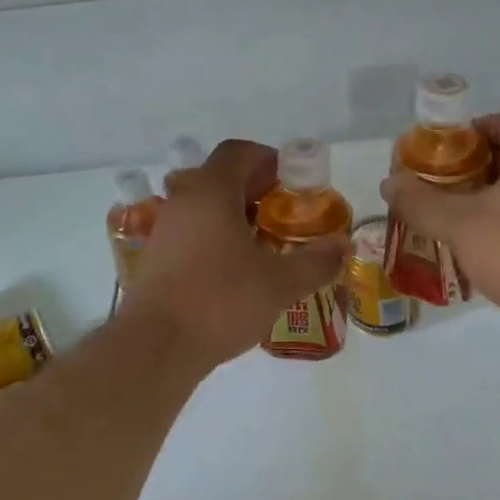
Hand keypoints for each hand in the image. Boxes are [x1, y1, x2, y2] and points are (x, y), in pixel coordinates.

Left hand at [122, 140, 347, 371]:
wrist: (156, 347)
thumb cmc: (220, 301)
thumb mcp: (280, 283)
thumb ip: (316, 261)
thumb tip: (343, 246)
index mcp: (211, 192)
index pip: (237, 152)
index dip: (268, 159)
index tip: (292, 183)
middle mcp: (183, 202)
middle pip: (220, 178)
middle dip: (256, 191)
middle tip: (285, 216)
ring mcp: (165, 231)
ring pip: (204, 208)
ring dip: (235, 217)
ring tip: (265, 245)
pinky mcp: (156, 260)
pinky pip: (192, 234)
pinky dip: (216, 239)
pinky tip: (236, 272)